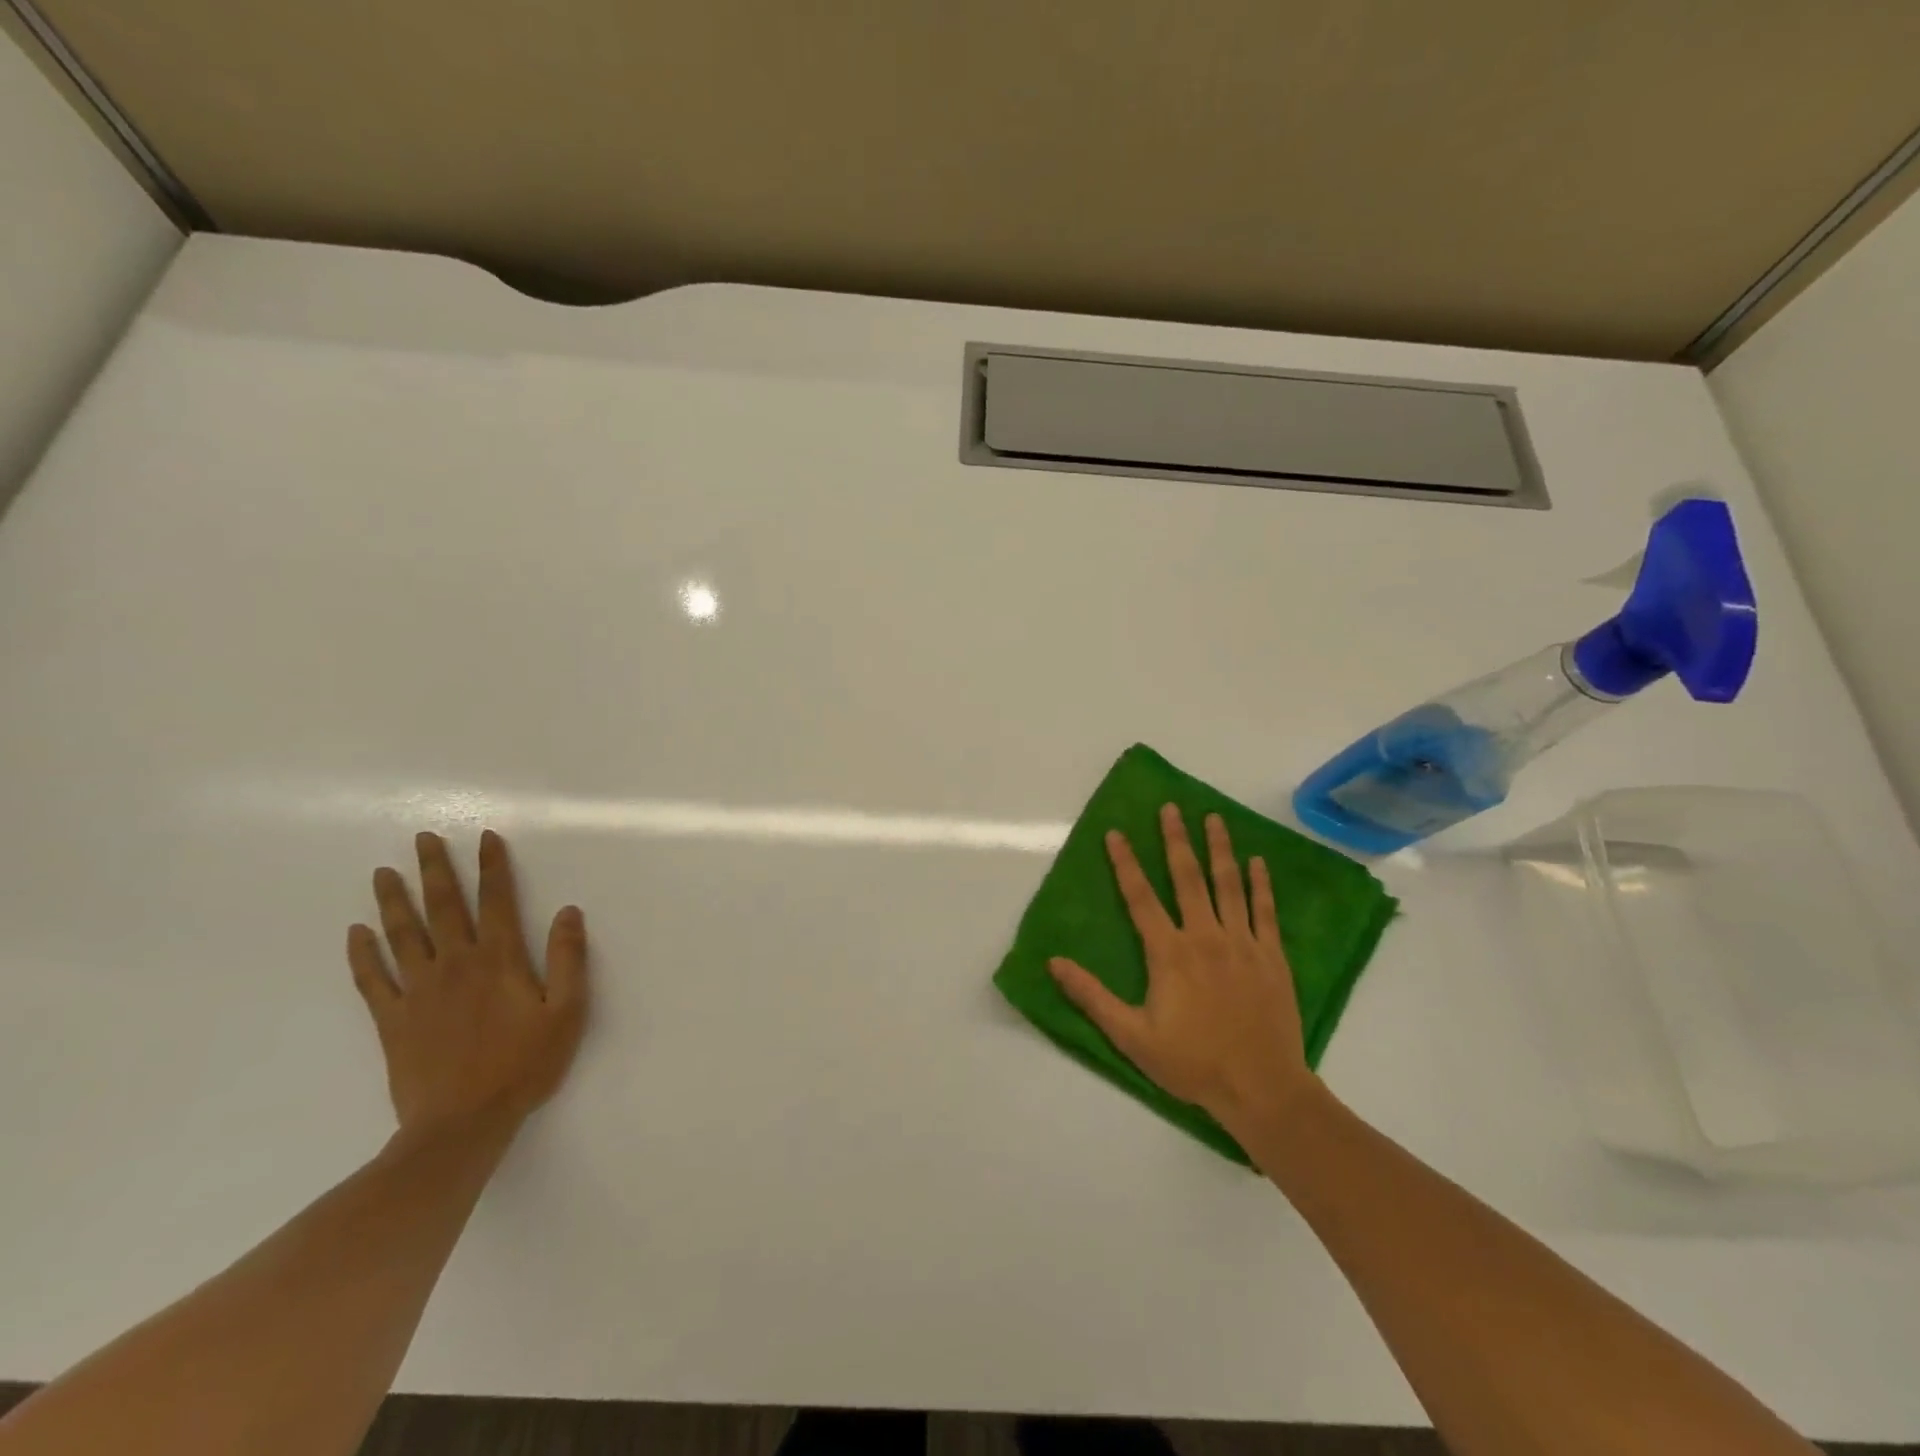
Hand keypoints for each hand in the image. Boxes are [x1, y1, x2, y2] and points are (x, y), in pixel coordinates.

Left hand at [348, 829, 588, 1133]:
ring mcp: (417, 991)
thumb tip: (568, 911)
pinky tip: (355, 933)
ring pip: (403, 935)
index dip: (492, 867)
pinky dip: (362, 954)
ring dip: (393, 901)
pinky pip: (372, 980)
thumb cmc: (523, 1066)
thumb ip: (568, 959)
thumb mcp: (566, 1013)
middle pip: (443, 907)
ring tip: (384, 872)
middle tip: (423, 839)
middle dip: (436, 870)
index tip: (485, 838)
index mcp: (499, 960)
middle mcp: (455, 965)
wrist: (461, 1125)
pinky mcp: (392, 1020)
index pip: (496, 901)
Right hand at [1049, 804, 1314, 1135]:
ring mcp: (1243, 943)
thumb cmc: (1191, 1062)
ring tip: (1214, 818)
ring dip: (1219, 849)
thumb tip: (1053, 963)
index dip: (1125, 863)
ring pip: (1229, 885)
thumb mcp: (1131, 1036)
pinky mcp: (1272, 957)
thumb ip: (1092, 996)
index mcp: (1169, 953)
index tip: (1116, 833)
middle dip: (1176, 840)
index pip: (1140, 897)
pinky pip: (1266, 911)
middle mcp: (1205, 936)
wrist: (1261, 1089)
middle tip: (1170, 808)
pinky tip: (1258, 862)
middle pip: (1187, 877)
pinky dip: (1261, 884)